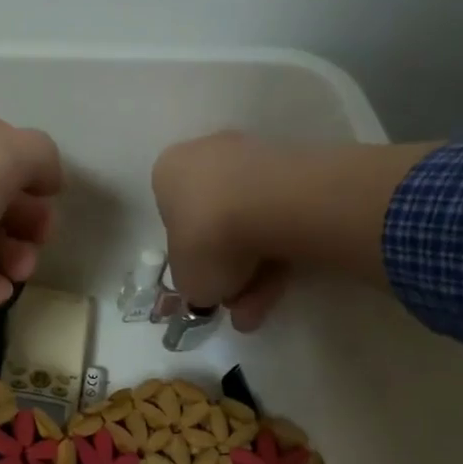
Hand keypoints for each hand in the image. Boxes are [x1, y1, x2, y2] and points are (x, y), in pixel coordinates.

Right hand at [152, 132, 439, 329]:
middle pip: (216, 225)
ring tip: (262, 307)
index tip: (207, 286)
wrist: (267, 205)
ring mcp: (252, 156)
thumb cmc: (205, 239)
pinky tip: (283, 285)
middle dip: (230, 272)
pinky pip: (278, 217)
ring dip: (256, 271)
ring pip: (249, 224)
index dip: (192, 261)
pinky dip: (279, 252)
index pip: (174, 222)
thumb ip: (193, 283)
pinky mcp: (294, 166)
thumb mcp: (185, 280)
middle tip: (238, 307)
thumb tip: (208, 289)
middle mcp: (206, 155)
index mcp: (168, 174)